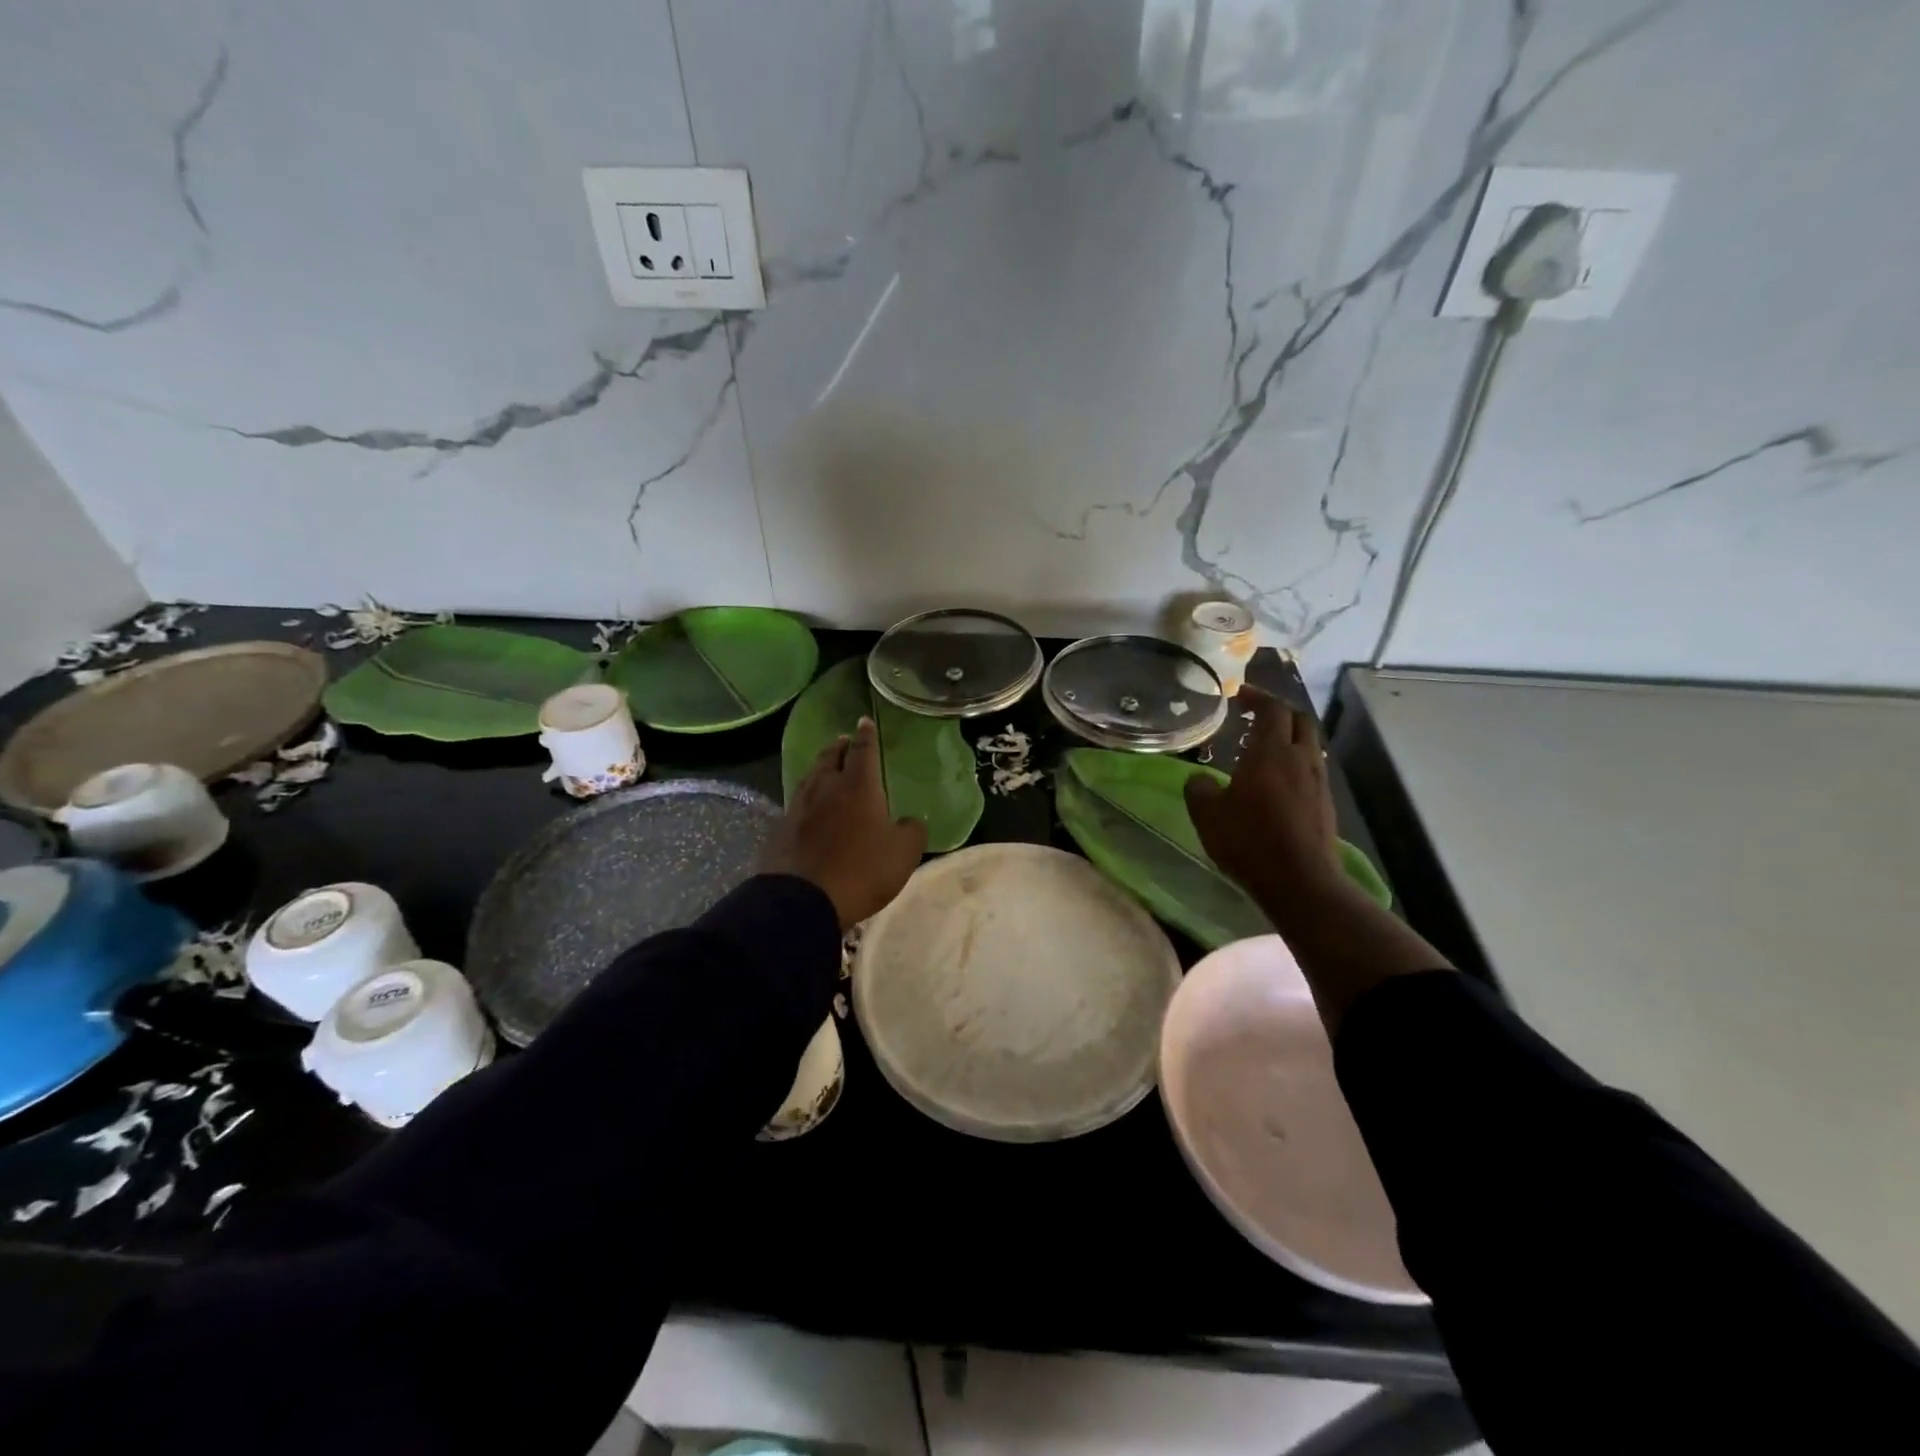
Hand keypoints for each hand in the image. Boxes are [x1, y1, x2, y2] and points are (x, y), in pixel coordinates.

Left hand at [759, 717, 927, 929]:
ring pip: (811, 777)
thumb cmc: (861, 870)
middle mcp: (826, 788)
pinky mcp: (782, 829)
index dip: (866, 735)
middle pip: (832, 757)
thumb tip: (910, 821)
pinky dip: (808, 795)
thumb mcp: (903, 854)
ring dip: (822, 767)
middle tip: (845, 741)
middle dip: (840, 747)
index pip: (863, 751)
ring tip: (827, 766)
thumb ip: (912, 831)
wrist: (803, 900)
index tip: (864, 721)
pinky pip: (798, 802)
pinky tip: (809, 805)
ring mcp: (800, 807)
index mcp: (858, 787)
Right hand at [1184, 686, 1341, 904]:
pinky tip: (1278, 782)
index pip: (1272, 708)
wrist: (1300, 882)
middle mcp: (1300, 758)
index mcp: (1271, 752)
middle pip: (1299, 720)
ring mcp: (1317, 782)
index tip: (1240, 695)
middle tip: (1256, 716)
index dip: (1257, 697)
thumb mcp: (1207, 815)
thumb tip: (1199, 779)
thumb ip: (1199, 789)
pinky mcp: (1325, 804)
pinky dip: (1295, 762)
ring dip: (1289, 738)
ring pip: (1309, 744)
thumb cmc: (1249, 841)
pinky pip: (1311, 769)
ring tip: (1265, 749)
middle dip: (1279, 712)